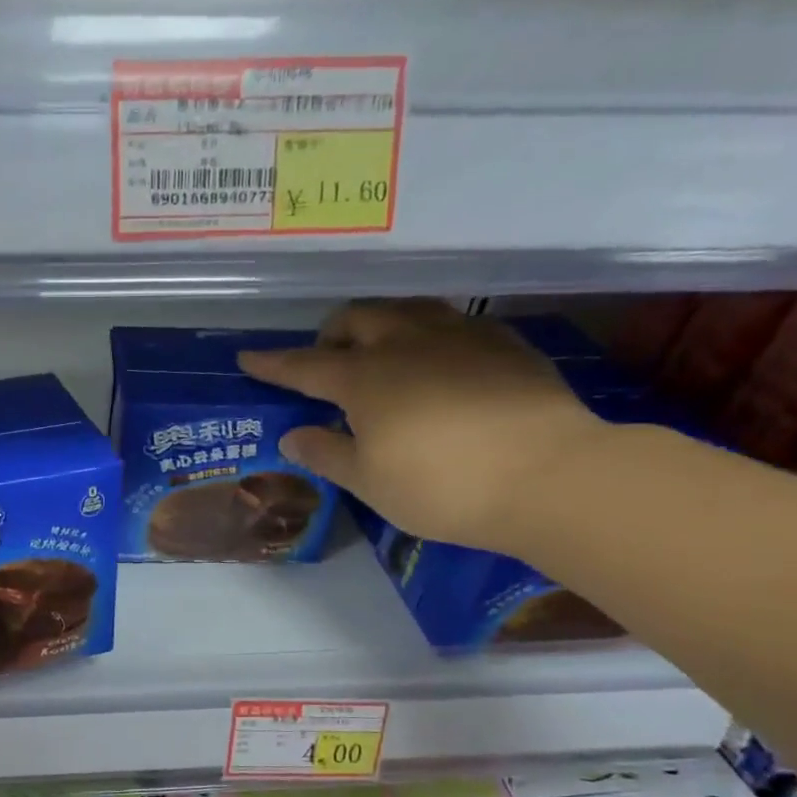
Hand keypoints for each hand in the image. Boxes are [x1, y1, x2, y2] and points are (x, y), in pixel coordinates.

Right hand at [239, 299, 604, 551]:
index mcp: (365, 378)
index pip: (305, 365)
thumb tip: (293, 436)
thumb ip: (326, 454)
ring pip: (407, 310)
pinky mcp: (504, 343)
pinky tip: (438, 366)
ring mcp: (460, 336)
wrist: (549, 476)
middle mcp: (407, 343)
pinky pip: (451, 324)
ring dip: (380, 325)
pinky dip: (426, 337)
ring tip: (380, 356)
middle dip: (331, 335)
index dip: (273, 363)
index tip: (248, 357)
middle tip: (327, 364)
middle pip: (357, 318)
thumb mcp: (369, 482)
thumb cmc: (441, 487)